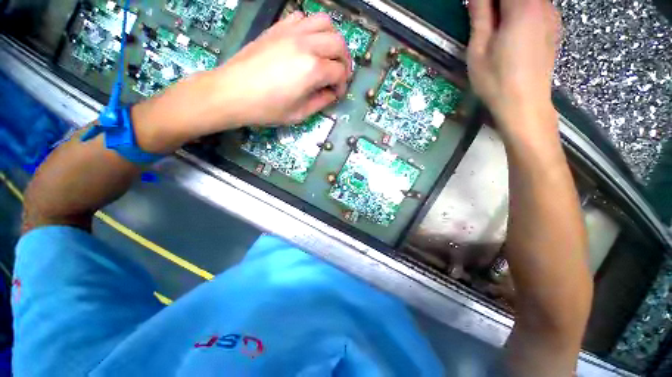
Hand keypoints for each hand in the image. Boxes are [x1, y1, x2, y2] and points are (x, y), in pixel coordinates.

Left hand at [214, 11, 351, 125]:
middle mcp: (306, 44)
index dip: (342, 85)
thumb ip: (321, 102)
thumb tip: (332, 93)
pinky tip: (308, 44)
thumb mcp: (299, 114)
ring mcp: (291, 31)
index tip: (337, 94)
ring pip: (325, 23)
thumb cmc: (267, 108)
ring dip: (333, 39)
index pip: (340, 72)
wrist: (233, 92)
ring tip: (328, 56)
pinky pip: (303, 18)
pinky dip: (313, 28)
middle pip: (339, 43)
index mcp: (313, 69)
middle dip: (344, 61)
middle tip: (339, 75)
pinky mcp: (279, 27)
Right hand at [467, 0, 560, 137]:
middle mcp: (543, 4)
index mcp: (523, 6)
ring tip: (494, 27)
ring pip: (528, 1)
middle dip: (497, 4)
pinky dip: (521, 12)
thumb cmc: (496, 81)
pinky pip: (536, 8)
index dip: (487, 0)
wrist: (524, 105)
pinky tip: (511, 31)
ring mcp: (552, 16)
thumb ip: (479, 16)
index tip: (478, 10)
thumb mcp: (478, 49)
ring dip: (508, 8)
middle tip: (483, 19)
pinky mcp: (554, 28)